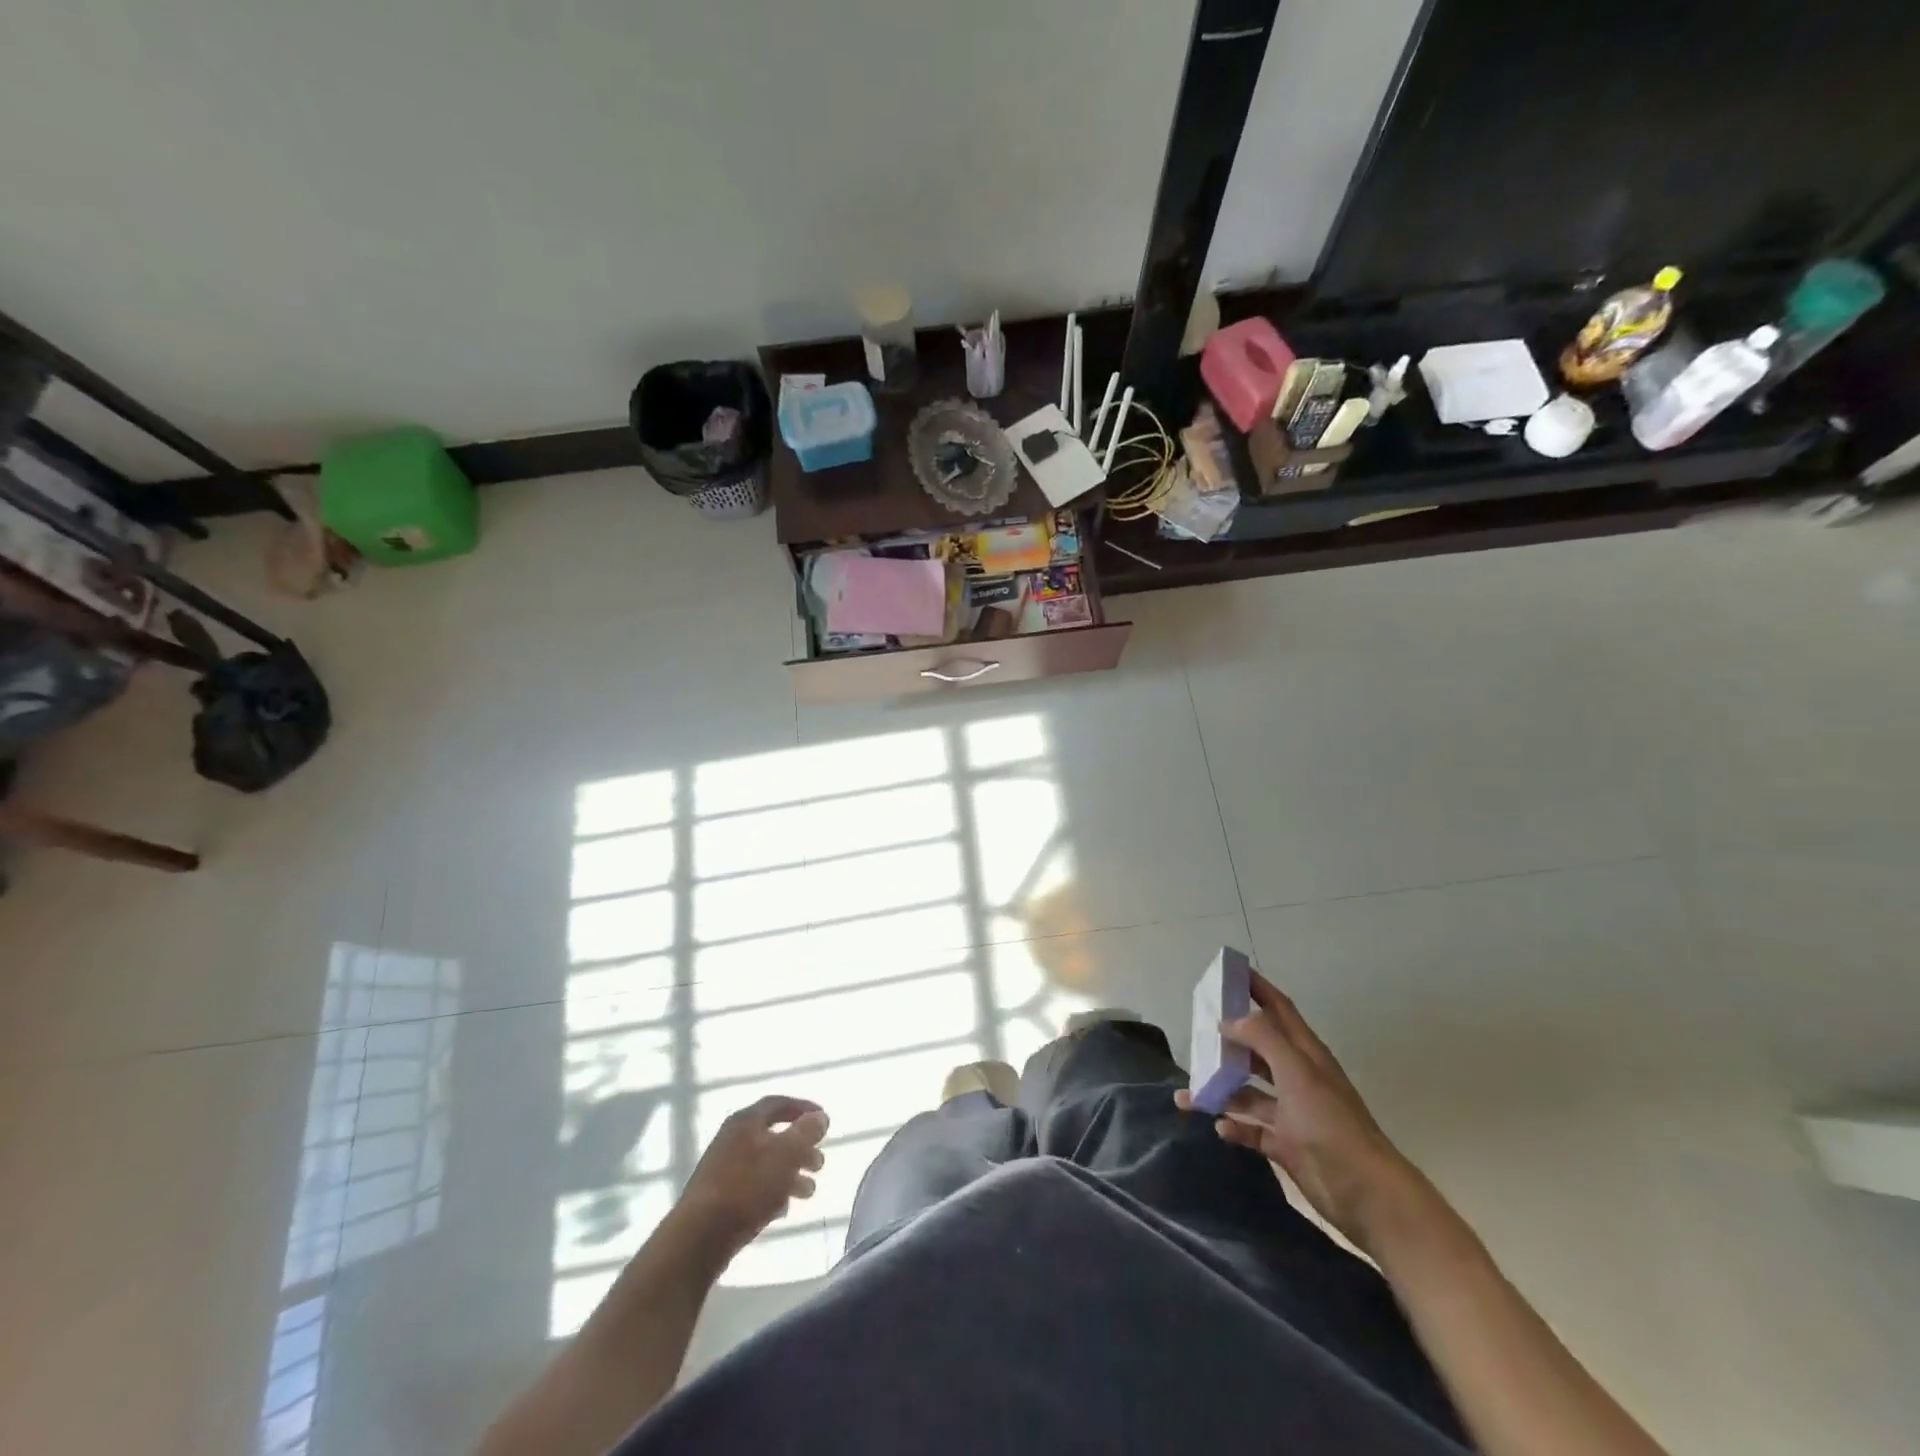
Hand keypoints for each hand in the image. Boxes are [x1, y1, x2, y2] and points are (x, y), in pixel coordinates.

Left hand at [674, 1096, 829, 1260]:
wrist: (698, 1237)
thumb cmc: (747, 1187)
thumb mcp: (785, 1154)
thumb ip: (805, 1133)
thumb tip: (820, 1116)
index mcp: (745, 1122)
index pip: (778, 1104)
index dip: (803, 1108)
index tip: (824, 1119)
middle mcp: (733, 1140)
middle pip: (774, 1137)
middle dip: (801, 1149)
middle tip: (820, 1164)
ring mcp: (723, 1170)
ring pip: (766, 1165)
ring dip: (791, 1175)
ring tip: (809, 1192)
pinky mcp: (719, 1199)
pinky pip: (753, 1188)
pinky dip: (772, 1193)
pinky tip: (783, 1209)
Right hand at [1177, 974, 1423, 1255]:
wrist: (1366, 1194)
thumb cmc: (1331, 1123)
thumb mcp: (1297, 1072)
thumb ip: (1262, 1039)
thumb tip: (1228, 1020)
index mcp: (1305, 1054)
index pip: (1278, 1008)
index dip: (1256, 988)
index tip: (1228, 971)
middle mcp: (1297, 1077)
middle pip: (1258, 1048)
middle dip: (1229, 1039)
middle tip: (1196, 1032)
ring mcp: (1292, 1113)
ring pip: (1248, 1092)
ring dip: (1220, 1090)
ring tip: (1188, 1093)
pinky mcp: (1287, 1145)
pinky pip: (1252, 1130)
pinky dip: (1235, 1127)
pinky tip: (1219, 1127)